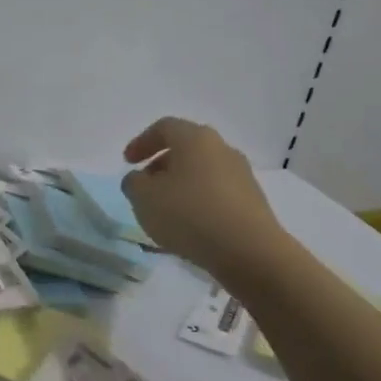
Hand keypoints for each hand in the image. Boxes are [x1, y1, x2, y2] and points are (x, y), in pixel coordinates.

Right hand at [121, 118, 288, 281]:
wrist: (250, 252)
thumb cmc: (190, 215)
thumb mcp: (143, 198)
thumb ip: (133, 183)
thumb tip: (140, 180)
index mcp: (195, 139)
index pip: (164, 128)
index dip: (142, 142)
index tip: (127, 162)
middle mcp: (222, 149)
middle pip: (186, 148)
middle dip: (161, 164)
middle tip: (146, 185)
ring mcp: (242, 175)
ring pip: (202, 171)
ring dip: (180, 184)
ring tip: (166, 210)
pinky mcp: (253, 201)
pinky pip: (217, 192)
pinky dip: (199, 200)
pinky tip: (190, 224)